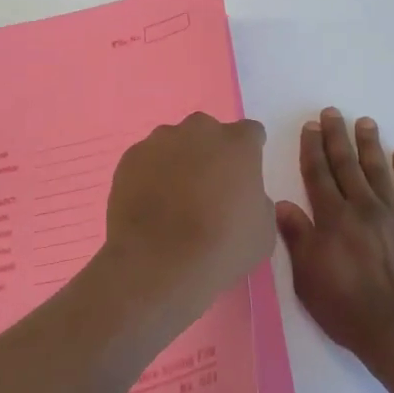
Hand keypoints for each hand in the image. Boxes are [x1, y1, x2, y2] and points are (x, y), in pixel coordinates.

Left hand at [103, 112, 274, 313]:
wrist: (158, 261)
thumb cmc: (221, 247)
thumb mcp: (263, 231)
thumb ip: (257, 201)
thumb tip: (243, 196)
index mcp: (238, 143)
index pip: (250, 134)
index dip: (247, 154)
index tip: (242, 176)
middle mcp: (199, 131)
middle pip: (208, 133)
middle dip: (210, 152)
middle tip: (208, 188)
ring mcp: (160, 141)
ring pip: (174, 143)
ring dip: (178, 161)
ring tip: (173, 198)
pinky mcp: (130, 157)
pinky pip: (147, 159)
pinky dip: (150, 174)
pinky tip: (151, 203)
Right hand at [276, 108, 393, 371]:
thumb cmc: (346, 309)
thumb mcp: (308, 278)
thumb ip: (297, 238)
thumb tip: (282, 204)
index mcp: (332, 220)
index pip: (318, 175)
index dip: (312, 149)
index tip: (310, 126)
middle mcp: (362, 209)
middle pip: (347, 166)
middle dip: (337, 138)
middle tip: (333, 113)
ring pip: (379, 171)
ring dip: (370, 145)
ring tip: (365, 122)